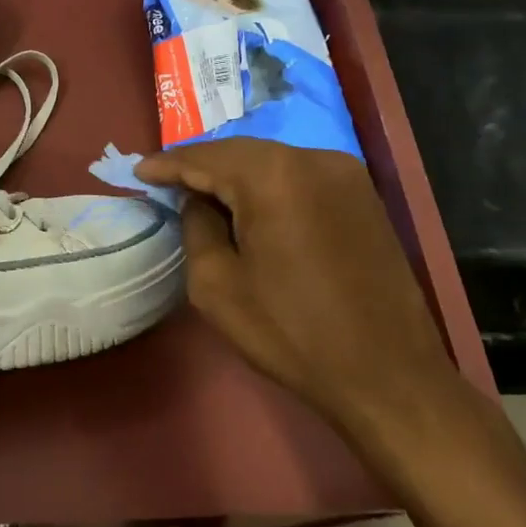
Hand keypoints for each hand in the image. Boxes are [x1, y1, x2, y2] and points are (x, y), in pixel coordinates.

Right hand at [135, 138, 465, 449]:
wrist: (387, 374)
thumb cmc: (291, 332)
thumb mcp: (216, 285)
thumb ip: (197, 227)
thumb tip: (198, 201)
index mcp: (274, 176)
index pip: (206, 157)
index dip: (168, 164)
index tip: (138, 171)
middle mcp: (315, 159)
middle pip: (241, 152)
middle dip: (201, 165)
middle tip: (165, 181)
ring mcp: (347, 175)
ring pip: (273, 161)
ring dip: (235, 175)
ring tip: (201, 193)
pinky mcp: (364, 197)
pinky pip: (300, 177)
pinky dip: (268, 185)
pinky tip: (249, 205)